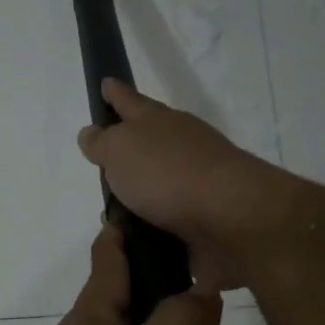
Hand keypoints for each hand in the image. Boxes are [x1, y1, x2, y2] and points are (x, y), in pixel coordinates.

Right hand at [76, 79, 292, 290]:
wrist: (231, 219)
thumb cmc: (168, 174)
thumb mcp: (120, 149)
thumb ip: (102, 142)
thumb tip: (93, 133)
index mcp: (159, 123)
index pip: (130, 102)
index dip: (115, 94)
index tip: (106, 83)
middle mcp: (180, 148)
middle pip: (149, 143)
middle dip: (127, 150)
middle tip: (102, 160)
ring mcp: (195, 184)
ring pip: (157, 186)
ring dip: (137, 198)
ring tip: (110, 214)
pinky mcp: (203, 222)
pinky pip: (166, 222)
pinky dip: (150, 228)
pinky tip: (133, 241)